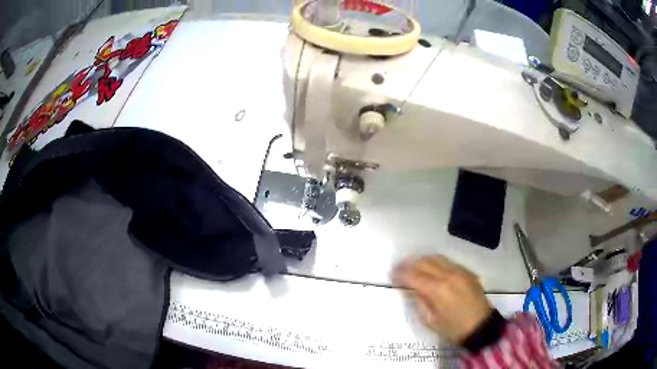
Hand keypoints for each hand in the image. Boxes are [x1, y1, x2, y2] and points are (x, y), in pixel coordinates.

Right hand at [392, 255, 492, 344]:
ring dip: (423, 260)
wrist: (481, 327)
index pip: (414, 276)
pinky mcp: (468, 272)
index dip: (401, 273)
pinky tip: (432, 268)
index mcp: (438, 290)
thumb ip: (420, 302)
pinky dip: (436, 262)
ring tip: (414, 265)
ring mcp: (460, 272)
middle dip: (409, 264)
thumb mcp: (431, 321)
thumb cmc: (454, 329)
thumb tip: (414, 289)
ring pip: (437, 258)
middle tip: (399, 268)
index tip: (392, 274)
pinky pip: (449, 262)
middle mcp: (449, 275)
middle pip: (425, 263)